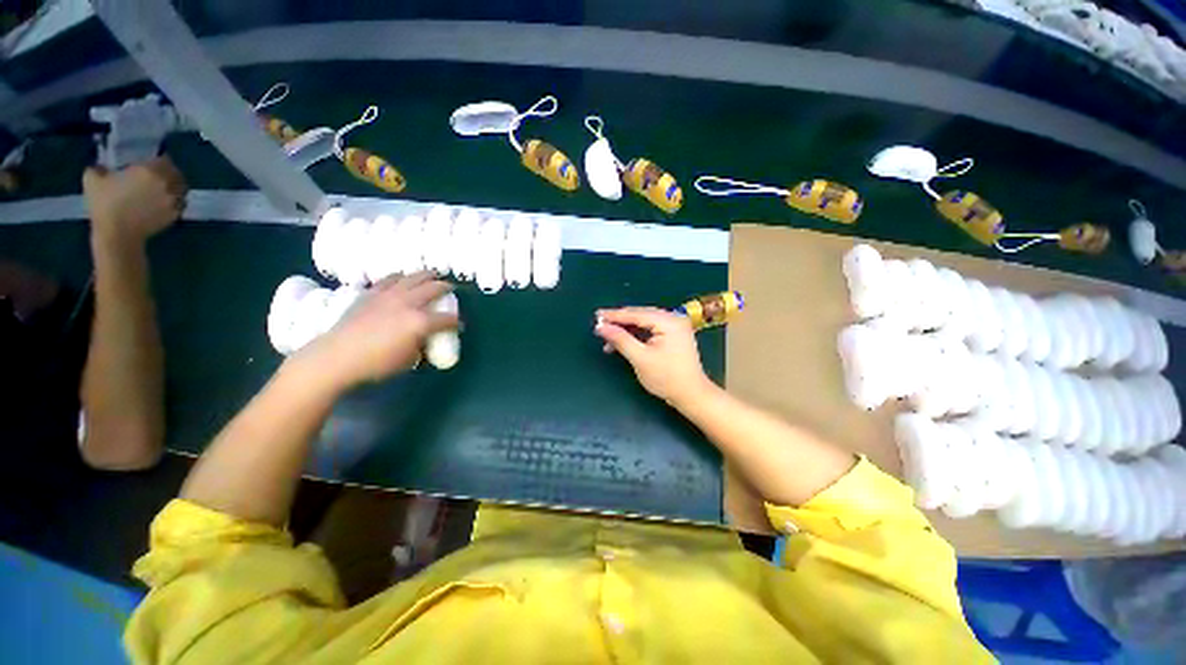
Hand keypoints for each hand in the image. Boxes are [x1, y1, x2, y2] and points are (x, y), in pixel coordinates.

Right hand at [83, 156, 186, 245]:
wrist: (118, 233)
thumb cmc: (105, 204)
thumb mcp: (93, 179)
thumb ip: (98, 167)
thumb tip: (100, 167)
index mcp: (150, 170)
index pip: (163, 159)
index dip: (158, 159)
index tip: (152, 162)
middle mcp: (166, 183)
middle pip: (175, 173)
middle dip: (169, 172)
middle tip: (159, 175)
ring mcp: (173, 200)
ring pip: (181, 188)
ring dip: (175, 186)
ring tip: (164, 188)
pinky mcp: (176, 214)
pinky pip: (181, 203)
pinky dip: (176, 201)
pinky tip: (165, 202)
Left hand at [297, 272, 458, 390]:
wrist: (336, 357)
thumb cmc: (376, 363)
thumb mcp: (409, 359)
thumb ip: (422, 345)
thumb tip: (424, 339)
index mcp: (421, 322)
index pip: (447, 319)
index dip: (456, 322)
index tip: (459, 325)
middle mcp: (408, 303)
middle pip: (433, 288)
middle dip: (446, 287)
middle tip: (451, 288)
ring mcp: (388, 295)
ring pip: (412, 277)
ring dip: (425, 275)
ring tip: (432, 274)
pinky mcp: (371, 294)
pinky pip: (389, 279)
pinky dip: (399, 277)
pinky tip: (401, 278)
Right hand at [595, 307, 711, 405]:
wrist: (691, 395)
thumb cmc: (666, 378)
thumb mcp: (640, 358)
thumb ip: (620, 339)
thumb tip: (601, 327)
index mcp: (669, 321)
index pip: (637, 314)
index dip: (615, 315)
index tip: (597, 315)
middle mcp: (674, 319)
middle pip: (640, 315)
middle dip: (619, 322)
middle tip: (600, 325)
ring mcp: (675, 326)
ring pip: (644, 322)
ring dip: (626, 330)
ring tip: (608, 338)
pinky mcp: (673, 335)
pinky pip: (650, 329)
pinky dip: (636, 335)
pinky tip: (622, 342)